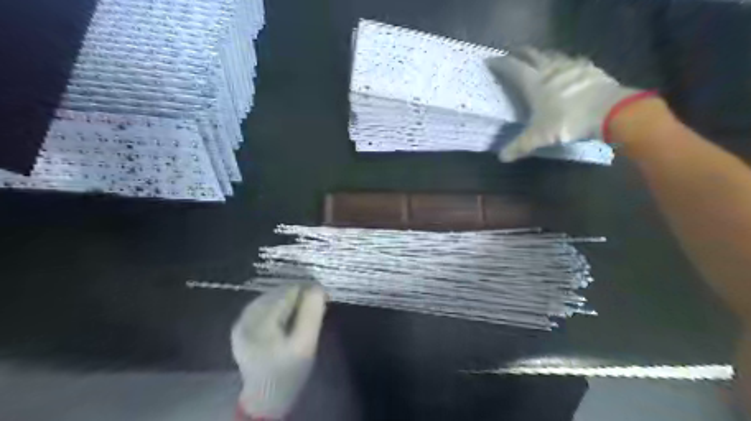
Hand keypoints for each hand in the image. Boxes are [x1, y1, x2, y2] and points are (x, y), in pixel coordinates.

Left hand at [233, 285, 325, 418]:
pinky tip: (289, 318)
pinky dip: (280, 307)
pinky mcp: (242, 327)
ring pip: (272, 297)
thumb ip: (311, 314)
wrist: (266, 398)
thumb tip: (317, 287)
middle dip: (299, 296)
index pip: (288, 291)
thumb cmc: (289, 372)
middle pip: (278, 292)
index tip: (324, 299)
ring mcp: (241, 322)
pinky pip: (265, 306)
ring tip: (304, 312)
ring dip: (290, 300)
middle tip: (316, 307)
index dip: (308, 292)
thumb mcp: (305, 345)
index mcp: (260, 322)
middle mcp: (245, 317)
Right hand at [487, 48, 644, 160]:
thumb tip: (502, 157)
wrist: (609, 111)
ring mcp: (572, 66)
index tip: (491, 61)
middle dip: (520, 53)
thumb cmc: (567, 121)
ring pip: (553, 54)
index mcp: (534, 83)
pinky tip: (568, 67)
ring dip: (542, 55)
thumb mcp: (539, 137)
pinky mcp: (589, 69)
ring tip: (538, 59)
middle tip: (513, 54)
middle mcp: (550, 70)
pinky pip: (574, 60)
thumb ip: (519, 146)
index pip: (513, 68)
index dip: (501, 64)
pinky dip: (565, 62)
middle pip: (532, 55)